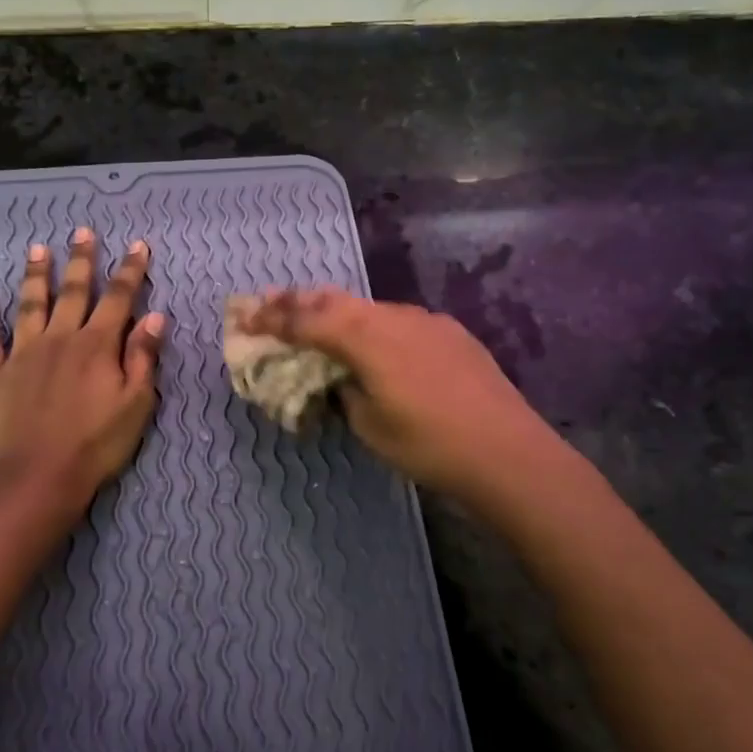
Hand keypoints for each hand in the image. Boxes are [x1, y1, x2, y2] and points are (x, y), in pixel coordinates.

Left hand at [0, 228, 163, 506]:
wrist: (38, 476)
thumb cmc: (96, 444)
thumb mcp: (136, 404)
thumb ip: (144, 357)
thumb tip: (155, 316)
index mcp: (98, 345)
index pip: (119, 298)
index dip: (130, 270)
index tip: (138, 245)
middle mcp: (60, 338)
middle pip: (73, 291)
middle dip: (81, 260)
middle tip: (82, 231)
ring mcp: (23, 353)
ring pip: (30, 304)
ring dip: (36, 276)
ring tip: (37, 249)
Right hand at [240, 289, 557, 499]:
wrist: (508, 451)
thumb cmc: (429, 445)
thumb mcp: (370, 425)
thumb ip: (344, 392)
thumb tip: (338, 378)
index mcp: (367, 338)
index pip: (307, 321)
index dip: (272, 318)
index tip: (244, 315)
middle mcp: (393, 317)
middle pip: (335, 300)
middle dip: (298, 301)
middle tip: (267, 300)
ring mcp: (426, 321)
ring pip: (368, 307)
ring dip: (336, 310)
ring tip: (314, 314)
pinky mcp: (450, 332)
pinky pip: (397, 319)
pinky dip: (372, 323)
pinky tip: (373, 339)